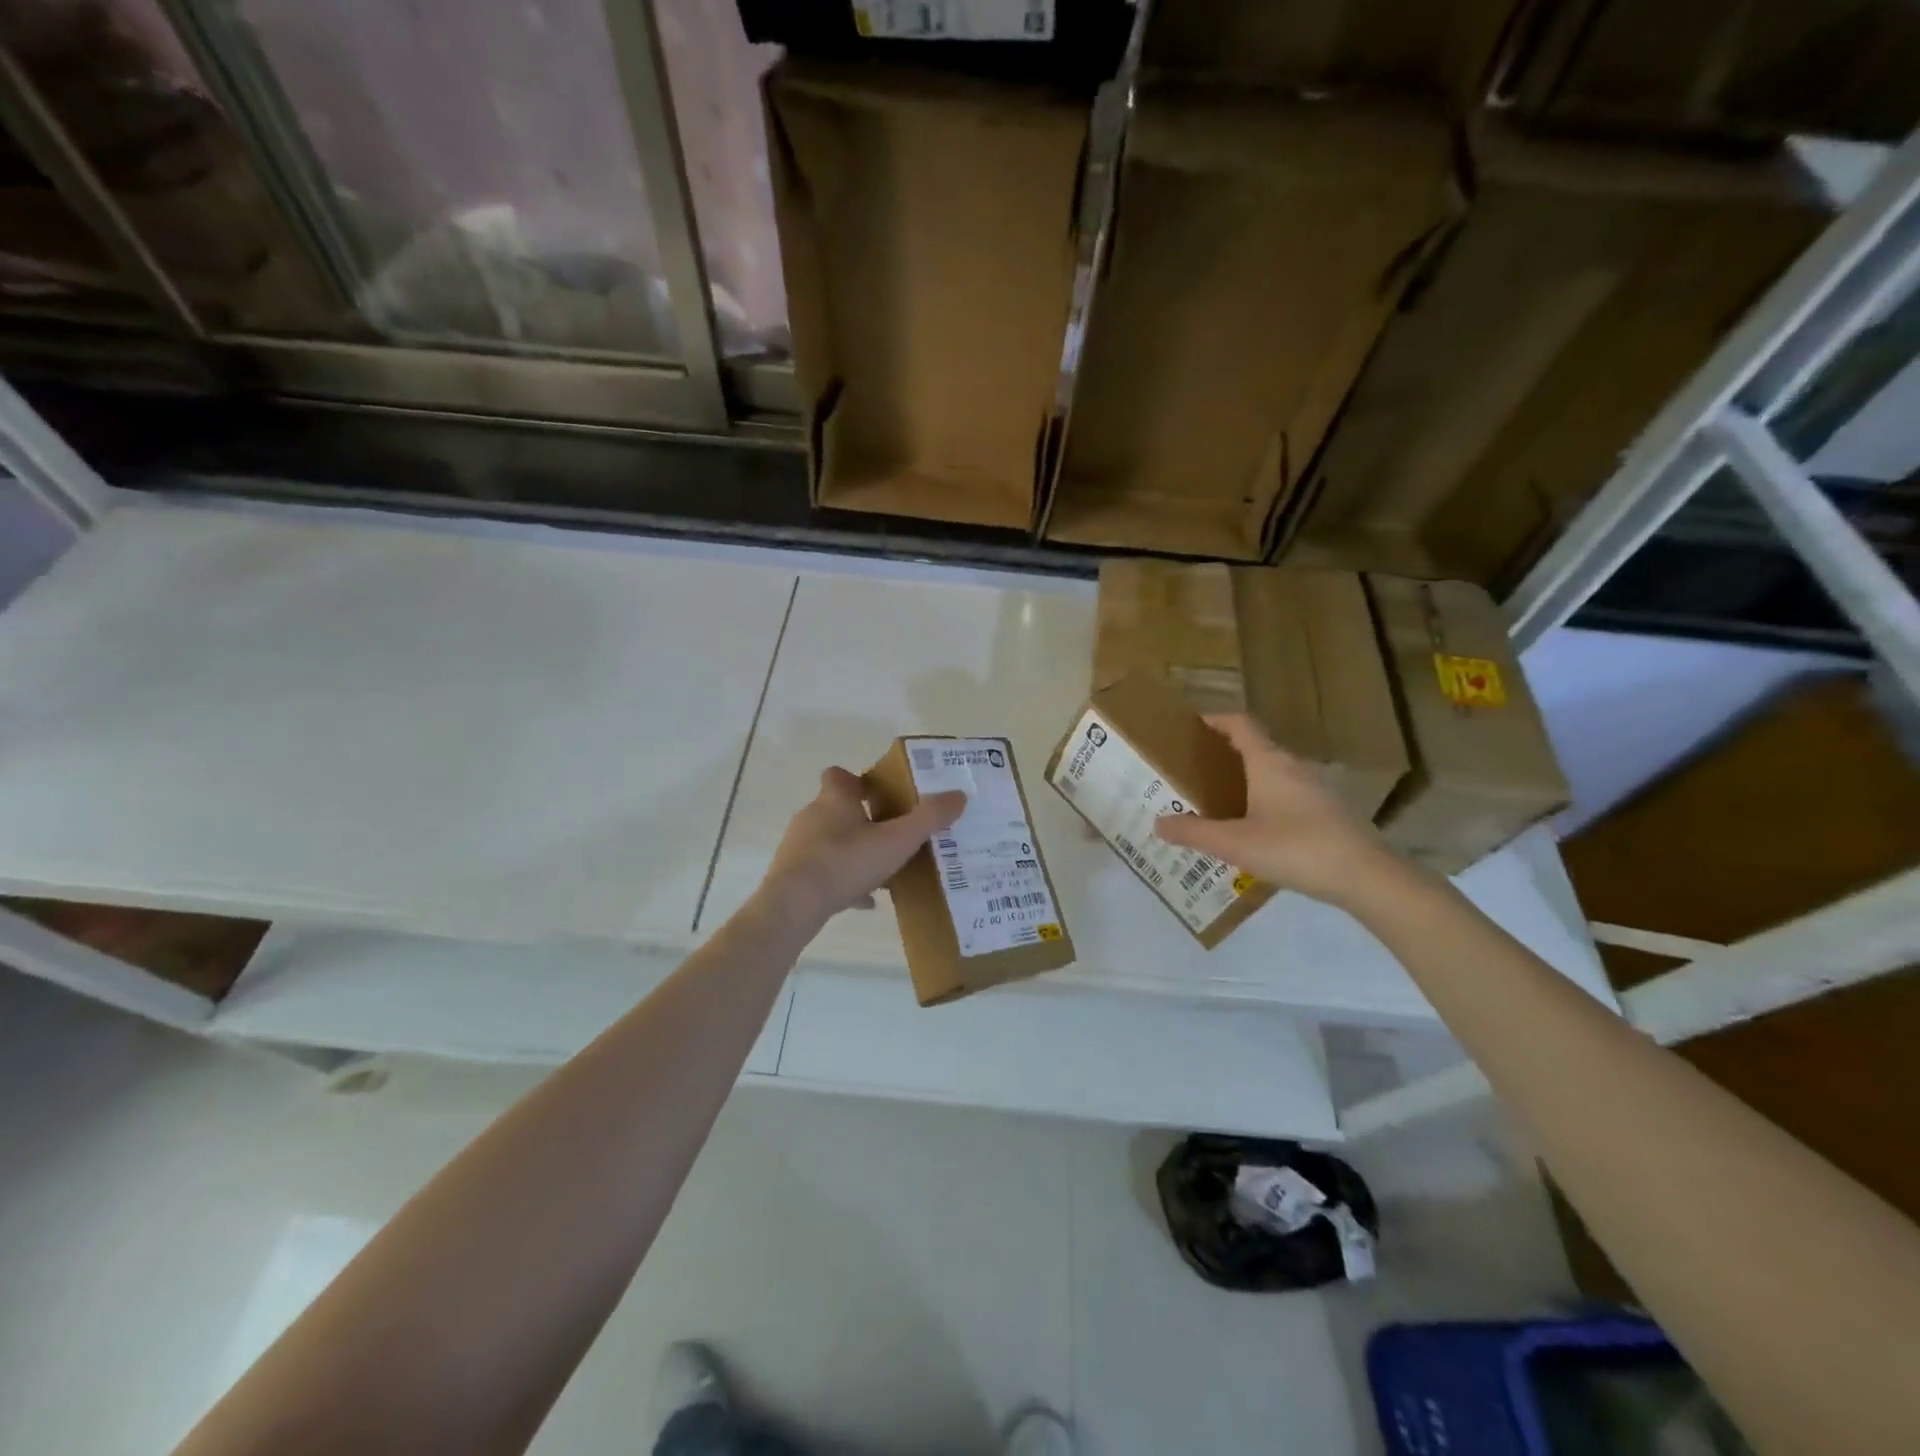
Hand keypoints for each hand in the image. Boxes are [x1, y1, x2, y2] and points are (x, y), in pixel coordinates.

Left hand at [758, 767, 966, 931]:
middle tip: (891, 832)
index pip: (838, 776)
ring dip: (853, 851)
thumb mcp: (897, 841)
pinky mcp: (793, 875)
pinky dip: (843, 881)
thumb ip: (929, 818)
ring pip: (830, 842)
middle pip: (836, 809)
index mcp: (834, 799)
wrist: (794, 905)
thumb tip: (959, 795)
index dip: (857, 780)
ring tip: (882, 869)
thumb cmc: (846, 862)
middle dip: (862, 818)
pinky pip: (823, 872)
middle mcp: (812, 816)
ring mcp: (799, 847)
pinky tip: (865, 900)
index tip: (877, 792)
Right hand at [1152, 714, 1405, 910]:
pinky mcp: (1330, 812)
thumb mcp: (1235, 844)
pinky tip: (1257, 829)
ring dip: (1248, 779)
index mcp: (1269, 763)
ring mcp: (1317, 789)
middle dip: (1225, 754)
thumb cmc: (1296, 849)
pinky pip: (1289, 794)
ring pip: (1274, 773)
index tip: (1191, 726)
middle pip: (1256, 747)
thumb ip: (1194, 832)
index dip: (1216, 719)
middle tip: (1195, 771)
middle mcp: (1294, 767)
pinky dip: (1267, 799)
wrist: (1367, 877)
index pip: (1240, 724)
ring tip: (1220, 801)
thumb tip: (1157, 823)